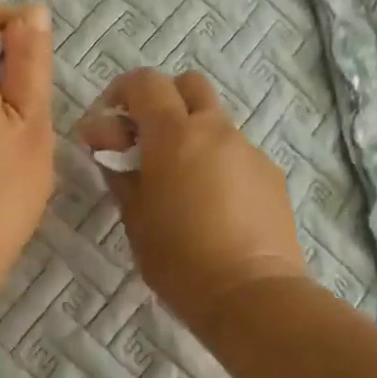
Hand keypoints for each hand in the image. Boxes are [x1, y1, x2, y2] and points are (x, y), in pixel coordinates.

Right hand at [76, 69, 307, 331]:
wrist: (252, 295)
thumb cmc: (179, 258)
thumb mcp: (134, 216)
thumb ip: (118, 170)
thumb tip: (105, 143)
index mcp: (174, 133)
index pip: (145, 82)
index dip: (122, 91)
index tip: (109, 122)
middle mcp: (215, 129)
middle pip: (189, 85)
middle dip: (164, 99)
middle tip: (148, 138)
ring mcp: (248, 149)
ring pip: (215, 120)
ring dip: (193, 134)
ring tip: (183, 181)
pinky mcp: (271, 173)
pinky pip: (237, 152)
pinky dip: (218, 162)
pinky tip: (215, 204)